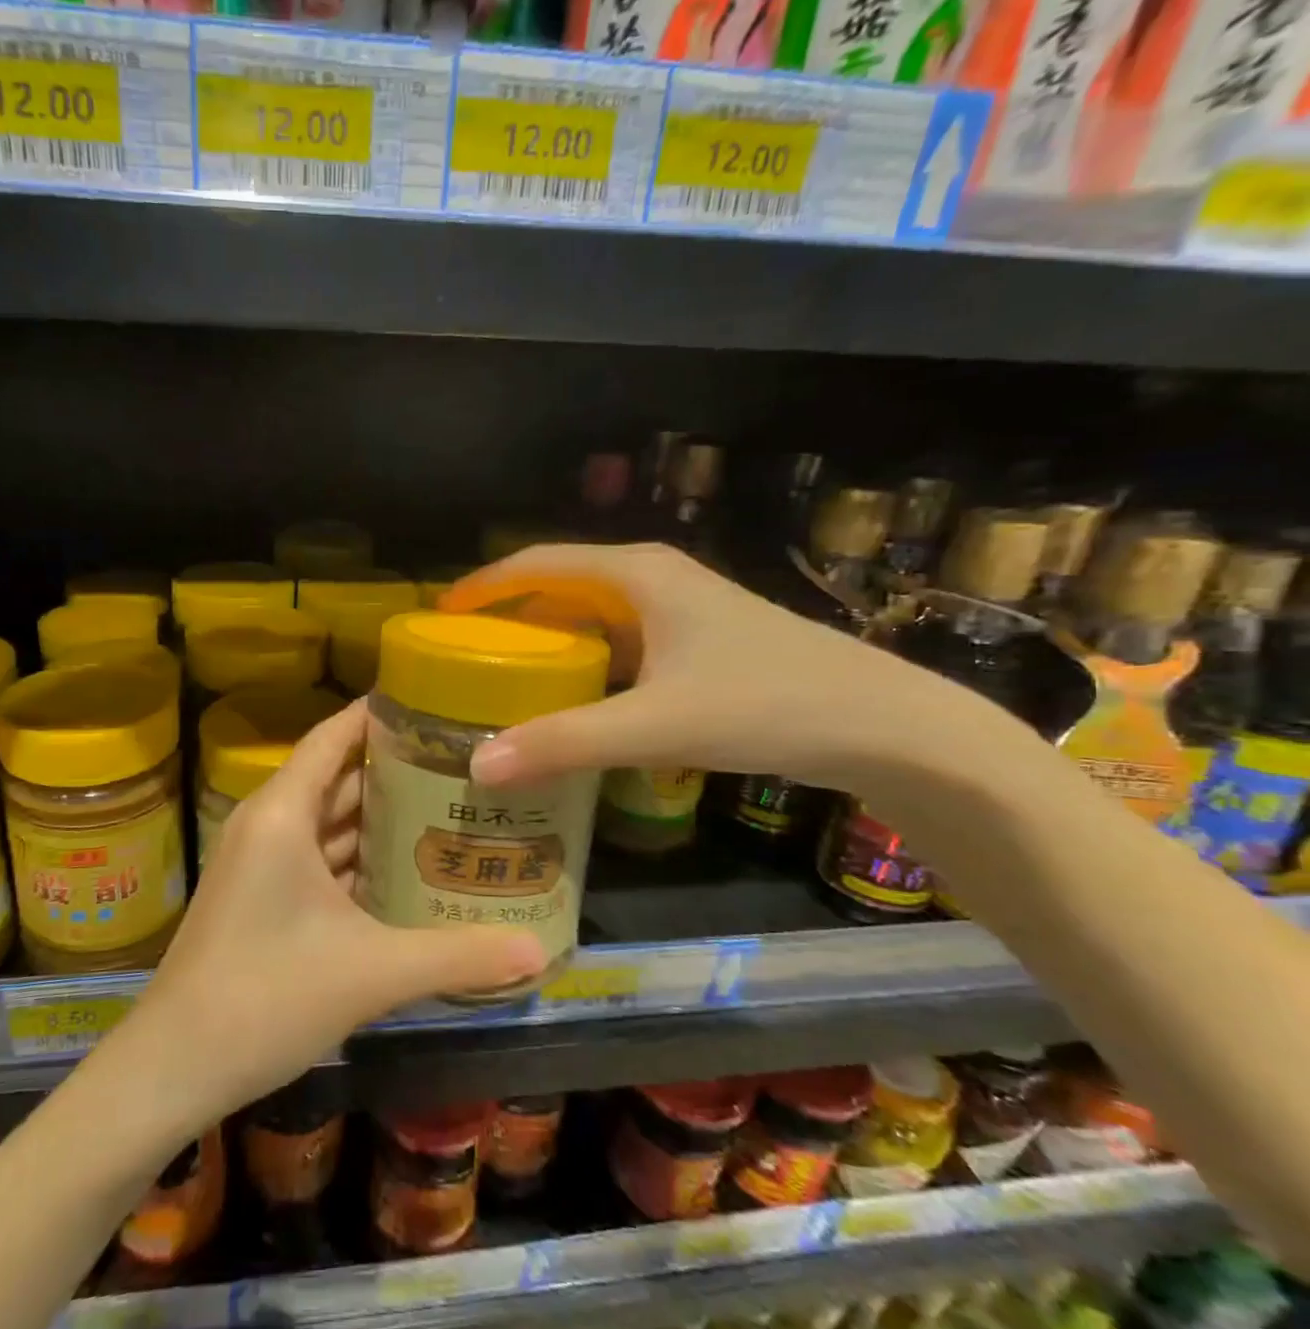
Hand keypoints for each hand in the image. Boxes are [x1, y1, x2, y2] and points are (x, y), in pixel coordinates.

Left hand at [132, 701, 545, 1124]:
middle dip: (396, 769)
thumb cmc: (266, 996)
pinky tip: (407, 872)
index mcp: (283, 813)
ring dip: (380, 819)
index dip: (378, 715)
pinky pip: (319, 859)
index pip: (333, 736)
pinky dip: (359, 859)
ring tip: (448, 809)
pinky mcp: (262, 898)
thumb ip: (458, 956)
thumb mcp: (372, 972)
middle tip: (463, 764)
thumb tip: (539, 952)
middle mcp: (269, 824)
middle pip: (338, 777)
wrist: (173, 1066)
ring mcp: (261, 863)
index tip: (434, 705)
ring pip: (329, 823)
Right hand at [447, 543, 996, 792]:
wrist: (887, 726)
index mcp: (636, 574)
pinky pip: (620, 642)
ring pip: (593, 615)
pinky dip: (586, 662)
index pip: (538, 562)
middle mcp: (655, 579)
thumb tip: (478, 766)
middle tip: (464, 654)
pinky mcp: (700, 643)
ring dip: (549, 640)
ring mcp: (682, 611)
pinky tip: (574, 699)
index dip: (485, 585)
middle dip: (510, 615)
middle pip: (561, 585)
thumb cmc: (767, 704)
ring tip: (505, 677)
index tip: (440, 615)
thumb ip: (564, 744)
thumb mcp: (655, 724)